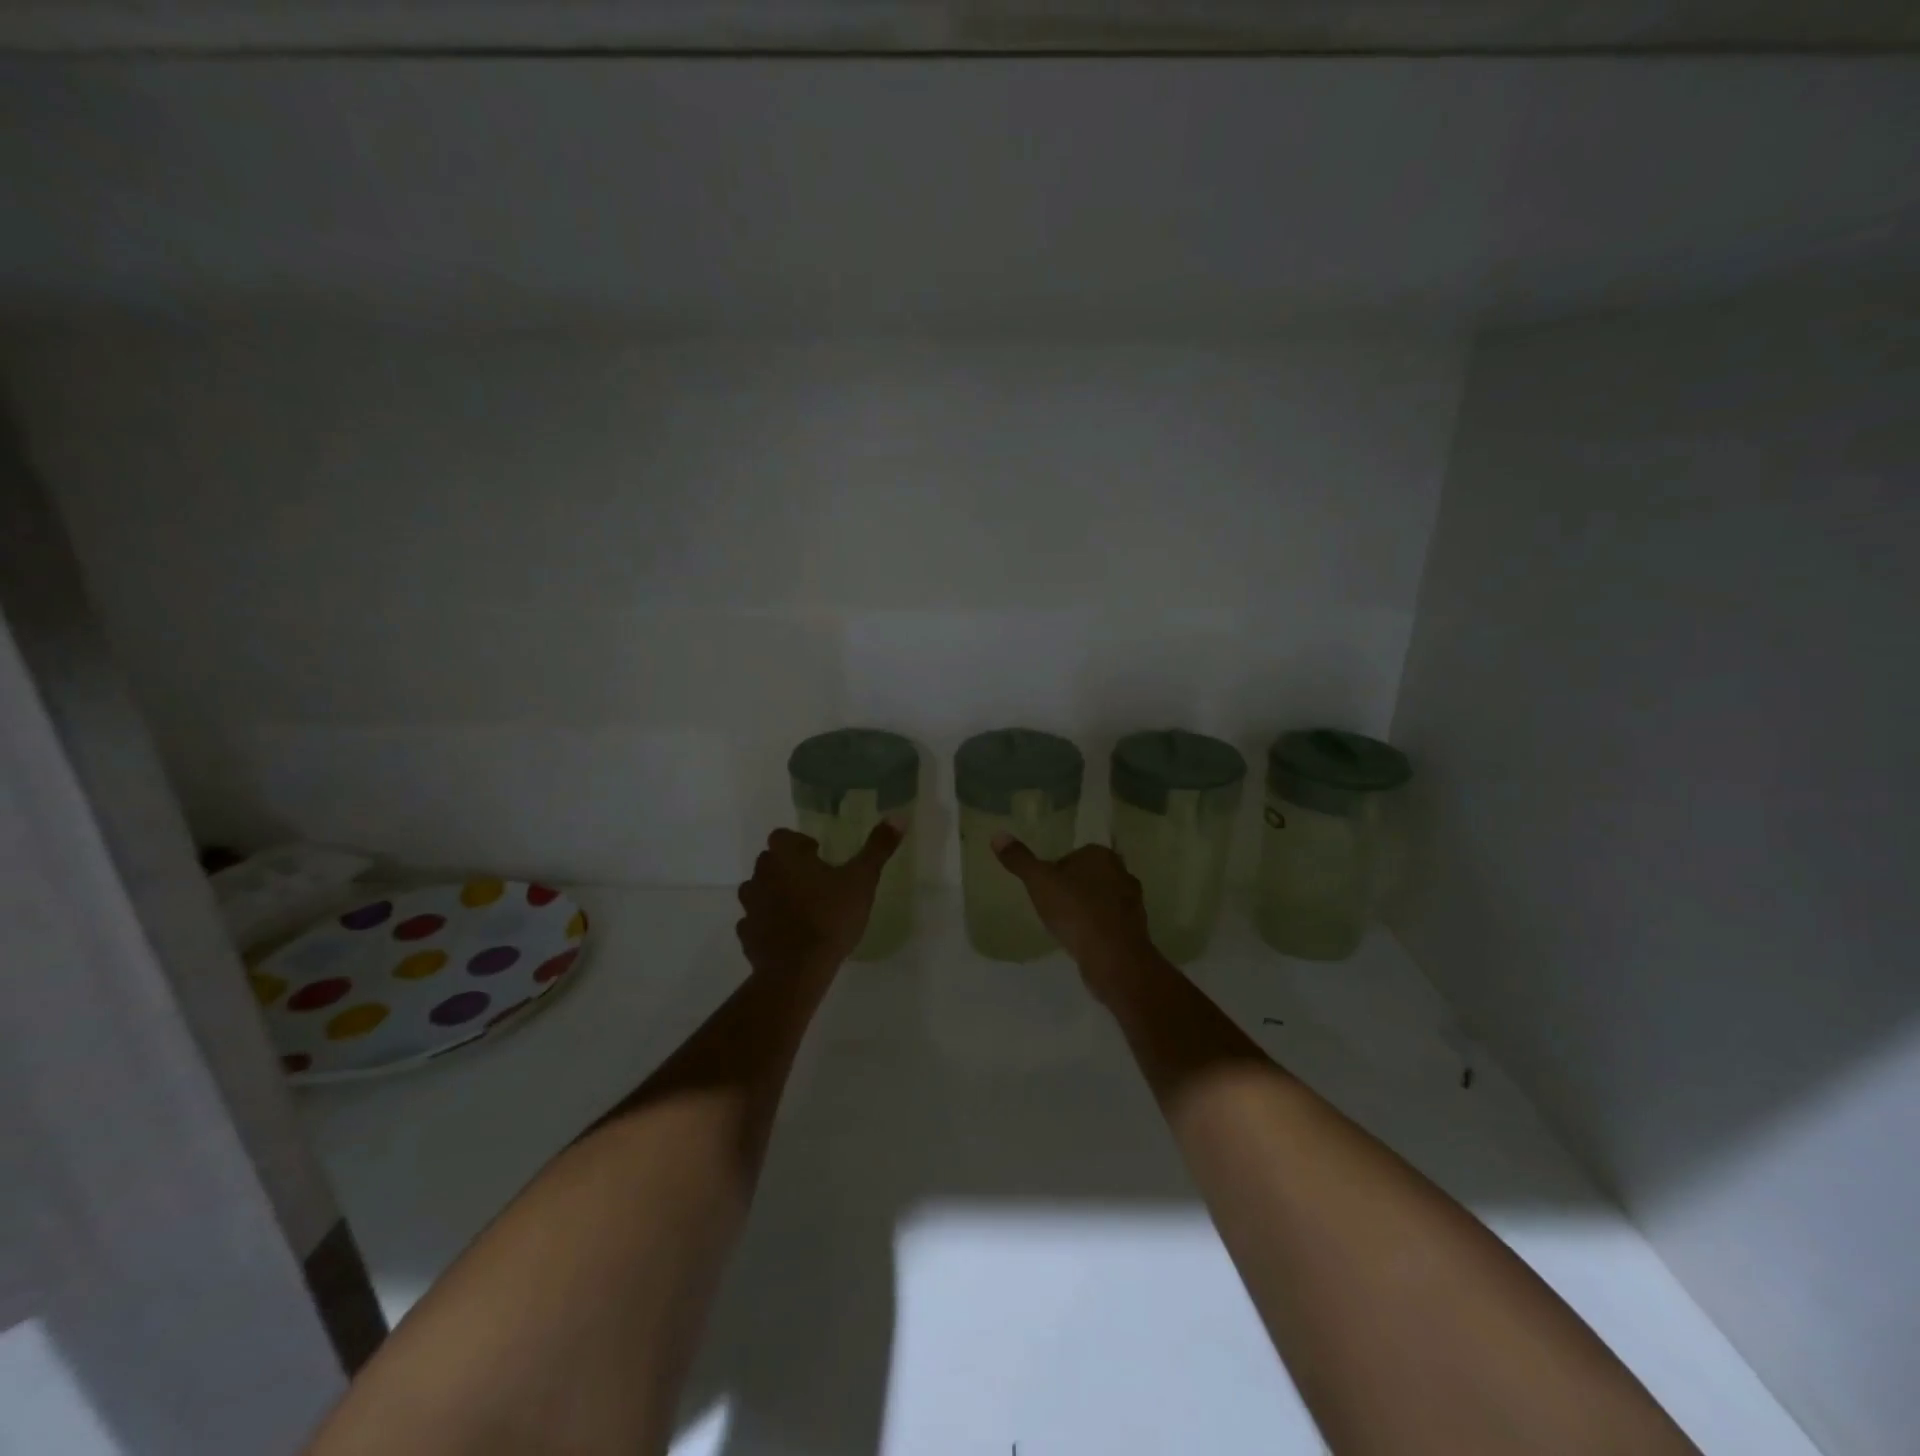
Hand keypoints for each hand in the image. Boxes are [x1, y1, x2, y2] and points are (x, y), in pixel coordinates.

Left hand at [736, 823, 902, 981]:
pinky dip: (767, 924)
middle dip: (789, 868)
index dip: (800, 843)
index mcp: (786, 856)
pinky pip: (755, 922)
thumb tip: (898, 816)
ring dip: (775, 894)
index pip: (783, 836)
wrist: (798, 970)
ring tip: (801, 909)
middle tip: (816, 883)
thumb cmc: (830, 917)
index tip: (820, 857)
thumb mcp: (862, 880)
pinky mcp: (746, 935)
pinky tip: (787, 936)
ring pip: (758, 891)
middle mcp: (761, 875)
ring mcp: (750, 906)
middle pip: (770, 862)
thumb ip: (878, 847)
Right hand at [991, 837, 1155, 1002]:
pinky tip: (1084, 942)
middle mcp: (1122, 872)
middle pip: (1090, 876)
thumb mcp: (1039, 882)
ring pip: (1102, 899)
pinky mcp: (1136, 928)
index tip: (1044, 889)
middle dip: (1074, 888)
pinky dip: (1098, 928)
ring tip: (1067, 926)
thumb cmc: (1075, 911)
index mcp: (1101, 854)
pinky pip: (1111, 922)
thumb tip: (997, 835)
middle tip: (1053, 907)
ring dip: (1087, 909)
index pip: (1075, 855)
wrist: (1114, 957)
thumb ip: (1020, 860)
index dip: (1057, 870)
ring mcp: (1133, 902)